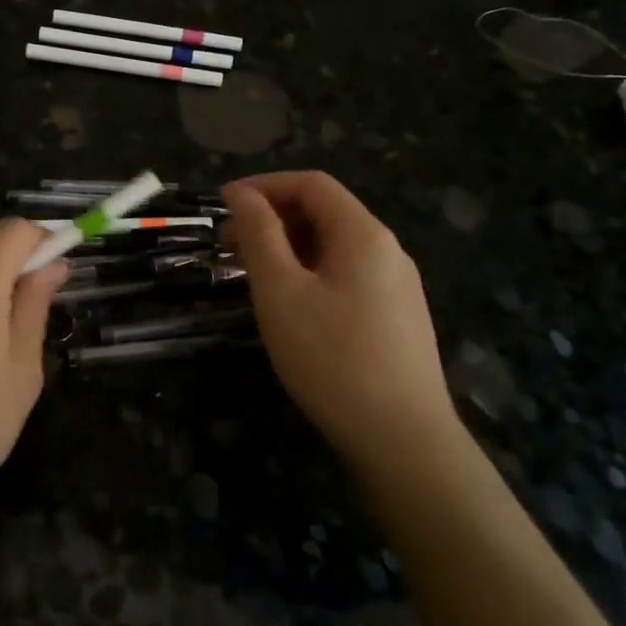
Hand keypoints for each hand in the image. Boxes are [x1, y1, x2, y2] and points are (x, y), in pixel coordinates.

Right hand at [222, 172, 457, 470]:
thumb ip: (259, 234)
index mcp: (363, 234)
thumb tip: (241, 194)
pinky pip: (346, 275)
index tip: (222, 205)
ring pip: (334, 247)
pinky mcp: (397, 318)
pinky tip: (289, 304)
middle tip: (227, 244)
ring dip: (288, 247)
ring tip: (250, 274)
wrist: (404, 441)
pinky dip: (309, 272)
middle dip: (272, 218)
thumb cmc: (332, 358)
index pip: (311, 184)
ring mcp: (397, 286)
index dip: (263, 186)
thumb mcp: (281, 291)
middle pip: (324, 212)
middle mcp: (387, 250)